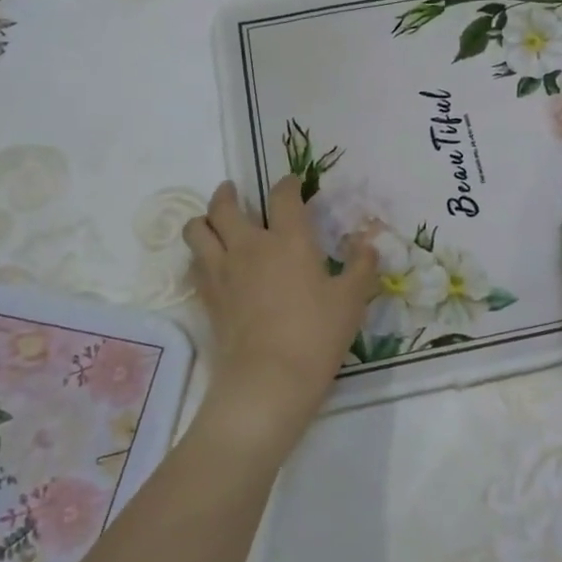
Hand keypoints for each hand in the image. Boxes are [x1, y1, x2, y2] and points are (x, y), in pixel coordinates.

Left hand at [184, 178, 378, 448]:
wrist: (269, 378)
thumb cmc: (317, 334)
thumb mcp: (352, 300)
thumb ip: (360, 267)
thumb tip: (367, 244)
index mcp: (289, 240)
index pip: (283, 197)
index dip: (288, 185)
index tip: (292, 183)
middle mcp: (249, 246)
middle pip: (225, 206)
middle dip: (227, 194)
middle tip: (232, 191)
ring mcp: (223, 271)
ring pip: (197, 230)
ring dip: (203, 220)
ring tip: (211, 222)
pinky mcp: (208, 297)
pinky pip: (194, 264)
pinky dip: (199, 255)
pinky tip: (210, 262)